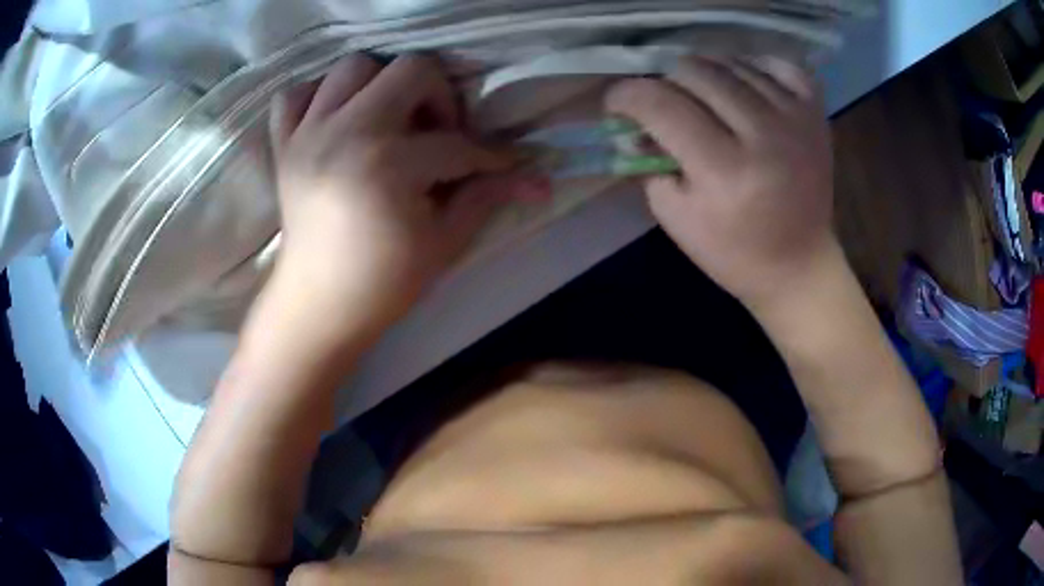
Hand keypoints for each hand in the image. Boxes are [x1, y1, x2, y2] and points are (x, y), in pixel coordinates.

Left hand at [269, 54, 539, 335]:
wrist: (318, 306)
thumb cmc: (384, 283)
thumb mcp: (444, 242)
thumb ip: (487, 196)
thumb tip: (539, 180)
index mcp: (387, 164)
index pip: (456, 142)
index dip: (490, 154)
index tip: (504, 163)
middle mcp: (344, 133)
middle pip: (409, 68)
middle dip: (438, 94)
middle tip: (438, 132)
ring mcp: (308, 134)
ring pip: (352, 66)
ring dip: (381, 84)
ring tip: (389, 120)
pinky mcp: (285, 144)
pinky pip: (296, 94)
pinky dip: (319, 96)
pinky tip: (338, 119)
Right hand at [606, 56, 834, 311]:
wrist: (800, 264)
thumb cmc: (734, 252)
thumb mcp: (676, 217)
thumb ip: (648, 162)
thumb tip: (635, 122)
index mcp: (725, 170)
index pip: (660, 105)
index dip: (626, 95)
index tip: (617, 102)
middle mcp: (763, 134)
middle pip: (694, 72)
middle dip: (664, 82)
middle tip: (664, 103)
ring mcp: (795, 118)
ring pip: (730, 63)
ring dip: (704, 73)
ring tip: (700, 95)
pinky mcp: (815, 113)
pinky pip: (777, 64)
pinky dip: (753, 66)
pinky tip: (743, 85)